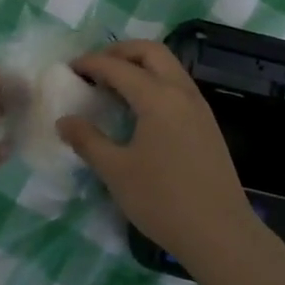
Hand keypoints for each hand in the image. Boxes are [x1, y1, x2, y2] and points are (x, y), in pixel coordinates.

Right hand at [57, 41, 260, 272]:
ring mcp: (199, 106)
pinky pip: (178, 85)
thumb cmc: (163, 200)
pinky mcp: (207, 123)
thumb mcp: (116, 172)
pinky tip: (141, 107)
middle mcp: (181, 92)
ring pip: (168, 65)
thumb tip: (64, 120)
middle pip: (150, 51)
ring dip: (140, 64)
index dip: (91, 63)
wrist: (220, 233)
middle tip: (95, 66)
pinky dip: (155, 80)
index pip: (118, 67)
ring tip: (114, 83)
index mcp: (157, 97)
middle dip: (120, 51)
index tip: (70, 68)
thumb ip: (88, 141)